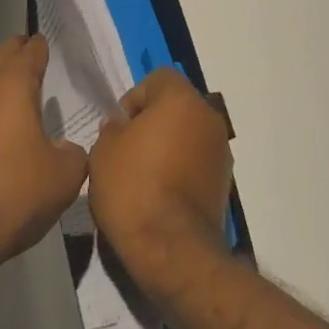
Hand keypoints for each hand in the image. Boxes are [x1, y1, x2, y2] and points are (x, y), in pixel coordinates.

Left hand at [0, 36, 88, 275]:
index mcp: (12, 84)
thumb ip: (73, 151)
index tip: (52, 49)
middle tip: (39, 64)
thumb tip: (64, 146)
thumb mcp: (64, 176)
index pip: (31, 50)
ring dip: (1, 80)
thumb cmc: (14, 194)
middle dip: (21, 56)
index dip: (43, 48)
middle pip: (3, 56)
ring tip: (20, 95)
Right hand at [88, 67, 233, 298]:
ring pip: (189, 134)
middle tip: (127, 149)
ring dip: (169, 146)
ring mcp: (221, 152)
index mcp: (182, 101)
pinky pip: (197, 162)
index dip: (135, 97)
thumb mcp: (103, 151)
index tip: (120, 127)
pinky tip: (159, 194)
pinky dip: (180, 169)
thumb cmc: (132, 188)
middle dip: (153, 121)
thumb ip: (113, 129)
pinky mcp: (224, 183)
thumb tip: (122, 128)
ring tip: (142, 175)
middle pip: (177, 106)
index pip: (159, 78)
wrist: (170, 249)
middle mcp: (209, 119)